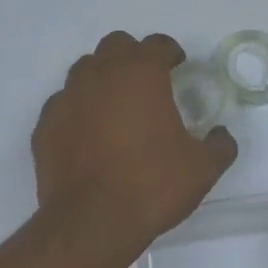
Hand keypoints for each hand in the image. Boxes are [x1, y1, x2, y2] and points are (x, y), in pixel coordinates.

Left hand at [33, 32, 237, 262]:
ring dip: (102, 77)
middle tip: (146, 81)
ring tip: (116, 104)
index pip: (157, 44)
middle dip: (133, 56)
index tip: (177, 65)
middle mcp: (101, 75)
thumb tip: (221, 136)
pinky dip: (78, 109)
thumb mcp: (202, 169)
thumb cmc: (152, 185)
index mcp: (141, 74)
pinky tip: (88, 132)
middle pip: (115, 45)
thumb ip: (219, 145)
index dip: (170, 51)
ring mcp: (68, 98)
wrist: (91, 222)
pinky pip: (63, 103)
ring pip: (84, 69)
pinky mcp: (45, 125)